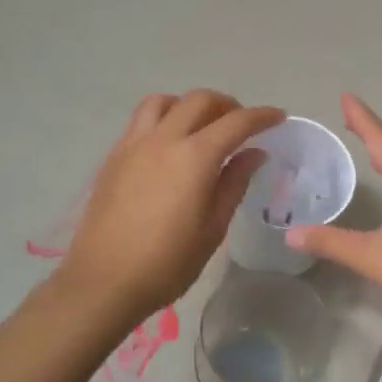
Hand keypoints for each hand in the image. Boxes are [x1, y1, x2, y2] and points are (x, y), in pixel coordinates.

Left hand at [59, 90, 283, 321]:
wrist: (104, 280)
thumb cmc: (167, 264)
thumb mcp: (212, 229)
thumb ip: (234, 184)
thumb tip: (253, 153)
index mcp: (194, 158)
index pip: (236, 122)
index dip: (261, 116)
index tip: (278, 117)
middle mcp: (163, 140)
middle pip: (199, 100)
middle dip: (227, 105)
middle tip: (241, 124)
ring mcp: (133, 145)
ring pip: (164, 102)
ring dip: (188, 105)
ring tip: (200, 127)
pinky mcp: (113, 157)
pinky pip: (141, 121)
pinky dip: (163, 118)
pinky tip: (169, 145)